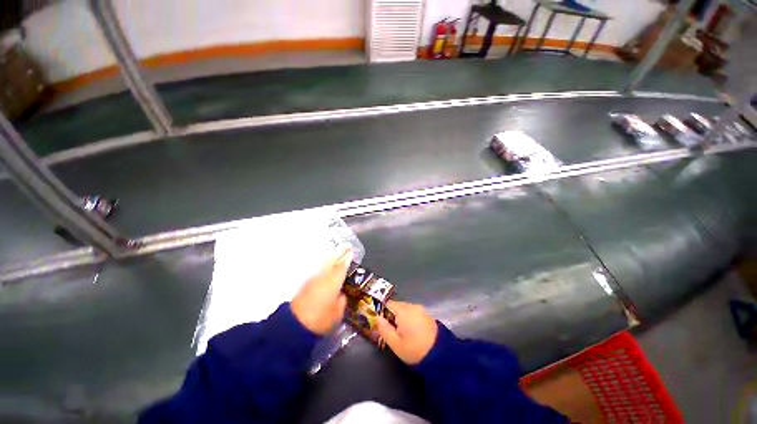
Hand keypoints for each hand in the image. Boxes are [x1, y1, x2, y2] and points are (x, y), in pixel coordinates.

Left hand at [291, 247, 351, 334]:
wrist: (294, 325)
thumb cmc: (320, 319)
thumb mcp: (337, 313)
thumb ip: (341, 300)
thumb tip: (341, 294)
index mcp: (333, 282)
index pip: (342, 267)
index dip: (347, 258)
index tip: (352, 251)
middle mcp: (323, 277)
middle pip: (332, 260)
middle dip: (340, 252)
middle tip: (347, 245)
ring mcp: (313, 279)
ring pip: (324, 264)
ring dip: (332, 257)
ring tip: (338, 252)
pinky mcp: (306, 284)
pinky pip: (319, 270)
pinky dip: (325, 265)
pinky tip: (327, 266)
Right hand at [377, 300, 438, 364]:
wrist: (441, 356)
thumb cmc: (415, 350)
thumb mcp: (395, 344)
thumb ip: (384, 329)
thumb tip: (377, 318)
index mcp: (403, 311)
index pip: (387, 304)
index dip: (382, 313)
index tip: (381, 324)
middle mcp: (412, 306)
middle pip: (396, 306)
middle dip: (391, 316)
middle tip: (391, 331)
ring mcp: (420, 309)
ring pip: (404, 309)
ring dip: (400, 317)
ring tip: (401, 333)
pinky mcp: (426, 314)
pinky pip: (412, 312)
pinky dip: (408, 319)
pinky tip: (410, 332)